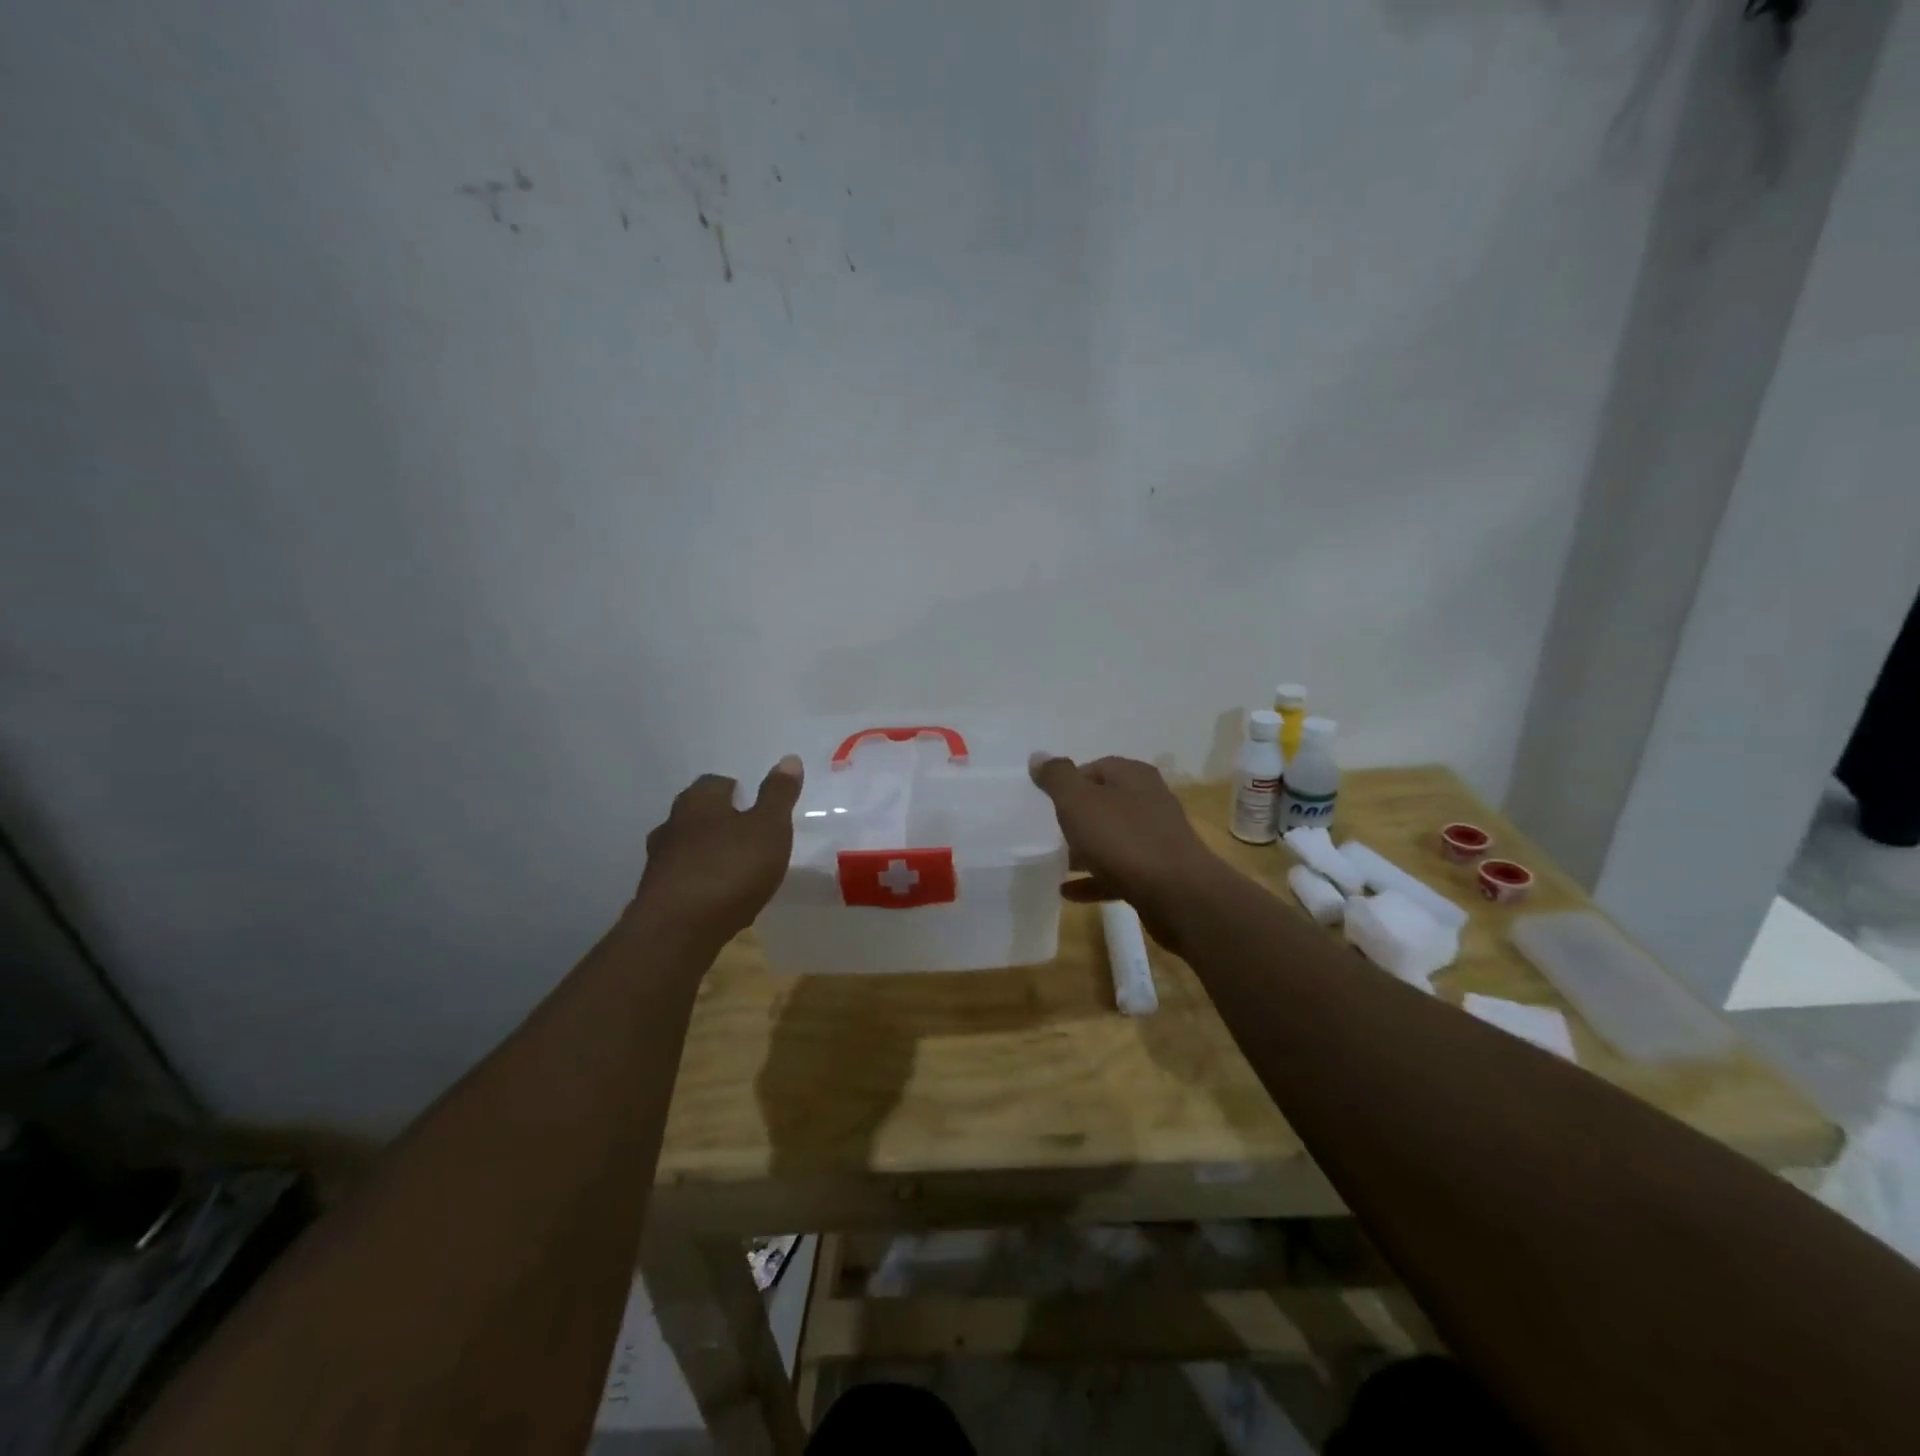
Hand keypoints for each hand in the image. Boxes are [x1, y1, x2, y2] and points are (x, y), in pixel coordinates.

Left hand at [632, 756, 803, 942]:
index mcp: (699, 801)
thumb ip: (779, 795)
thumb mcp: (769, 828)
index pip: (716, 782)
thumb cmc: (730, 869)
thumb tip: (789, 758)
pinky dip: (699, 883)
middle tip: (748, 836)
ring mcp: (659, 862)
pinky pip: (682, 880)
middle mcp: (672, 824)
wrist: (678, 930)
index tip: (756, 807)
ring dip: (707, 854)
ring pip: (687, 848)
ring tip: (735, 869)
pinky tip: (718, 899)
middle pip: (697, 814)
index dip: (737, 792)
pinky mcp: (655, 896)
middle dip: (720, 821)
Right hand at [1028, 754, 1223, 949]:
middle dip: (1077, 817)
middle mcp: (1150, 801)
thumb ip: (1057, 777)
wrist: (1178, 894)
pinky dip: (1094, 878)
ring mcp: (1157, 838)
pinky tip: (1069, 891)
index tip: (1047, 802)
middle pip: (1105, 803)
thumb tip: (1039, 756)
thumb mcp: (1078, 801)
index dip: (1069, 782)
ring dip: (1085, 850)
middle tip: (1049, 831)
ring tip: (1056, 863)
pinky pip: (1119, 871)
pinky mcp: (1159, 873)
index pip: (1096, 767)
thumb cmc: (1123, 839)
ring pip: (1113, 839)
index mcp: (1134, 776)